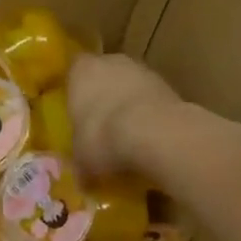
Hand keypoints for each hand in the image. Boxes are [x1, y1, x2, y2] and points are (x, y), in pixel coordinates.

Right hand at [67, 53, 178, 179]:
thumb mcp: (82, 157)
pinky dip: (150, 114)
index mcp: (81, 70)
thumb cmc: (103, 136)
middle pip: (104, 76)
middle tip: (102, 127)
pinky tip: (151, 138)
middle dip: (104, 97)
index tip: (77, 113)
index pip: (73, 72)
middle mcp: (110, 61)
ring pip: (130, 86)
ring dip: (130, 105)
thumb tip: (81, 179)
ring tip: (129, 137)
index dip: (76, 92)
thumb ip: (80, 162)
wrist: (154, 132)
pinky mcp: (167, 84)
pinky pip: (151, 99)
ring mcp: (141, 70)